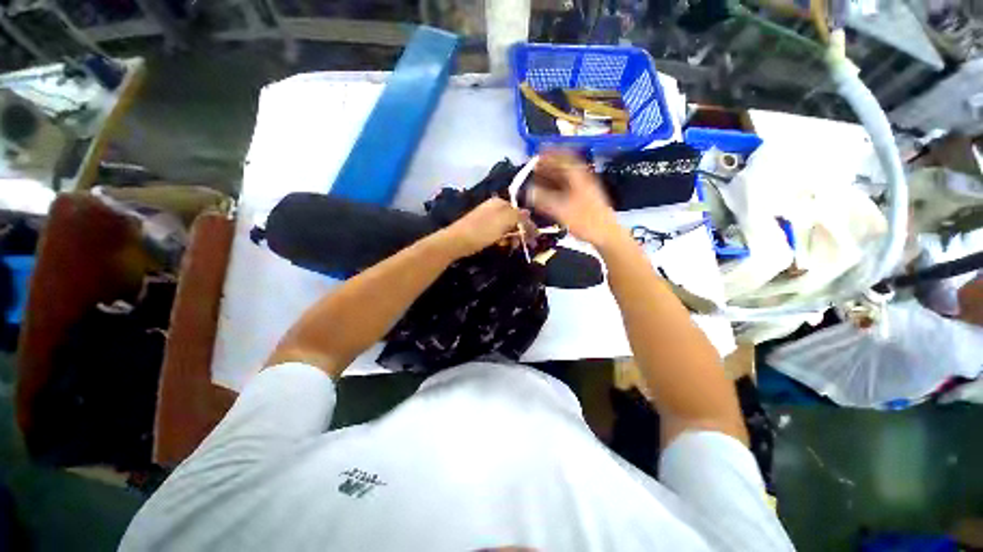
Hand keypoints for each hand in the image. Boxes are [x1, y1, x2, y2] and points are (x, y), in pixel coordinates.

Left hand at [440, 198, 525, 258]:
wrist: (456, 241)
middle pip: (514, 220)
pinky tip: (501, 245)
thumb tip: (529, 213)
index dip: (529, 226)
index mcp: (500, 203)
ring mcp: (487, 218)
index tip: (535, 240)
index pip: (521, 213)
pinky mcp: (481, 228)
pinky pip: (497, 233)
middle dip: (521, 233)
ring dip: (512, 237)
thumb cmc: (482, 231)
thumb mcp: (504, 220)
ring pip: (506, 228)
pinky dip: (502, 239)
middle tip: (525, 246)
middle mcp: (494, 207)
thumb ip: (518, 216)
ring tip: (512, 247)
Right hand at [528, 151, 623, 247]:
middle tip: (536, 167)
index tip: (539, 151)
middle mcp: (582, 180)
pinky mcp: (585, 199)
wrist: (607, 234)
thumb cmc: (586, 221)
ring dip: (553, 176)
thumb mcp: (561, 210)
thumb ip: (543, 200)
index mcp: (579, 177)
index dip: (551, 153)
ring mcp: (585, 190)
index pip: (564, 158)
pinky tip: (550, 193)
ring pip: (567, 178)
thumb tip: (529, 192)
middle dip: (550, 165)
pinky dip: (558, 187)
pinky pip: (569, 188)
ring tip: (539, 178)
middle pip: (565, 167)